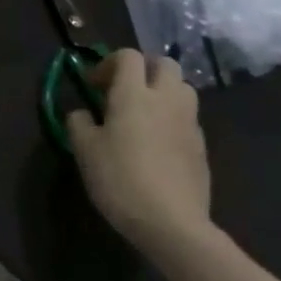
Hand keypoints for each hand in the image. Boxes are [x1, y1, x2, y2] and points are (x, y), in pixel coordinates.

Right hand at [66, 49, 212, 259]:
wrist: (171, 223)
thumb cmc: (120, 179)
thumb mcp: (84, 149)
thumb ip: (79, 122)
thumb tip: (83, 114)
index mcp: (134, 94)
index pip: (128, 56)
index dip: (109, 62)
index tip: (94, 85)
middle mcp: (166, 100)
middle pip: (165, 64)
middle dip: (144, 69)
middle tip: (123, 89)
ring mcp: (189, 123)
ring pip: (183, 88)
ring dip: (163, 90)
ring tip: (143, 112)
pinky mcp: (201, 147)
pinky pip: (188, 117)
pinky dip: (173, 117)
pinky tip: (157, 141)